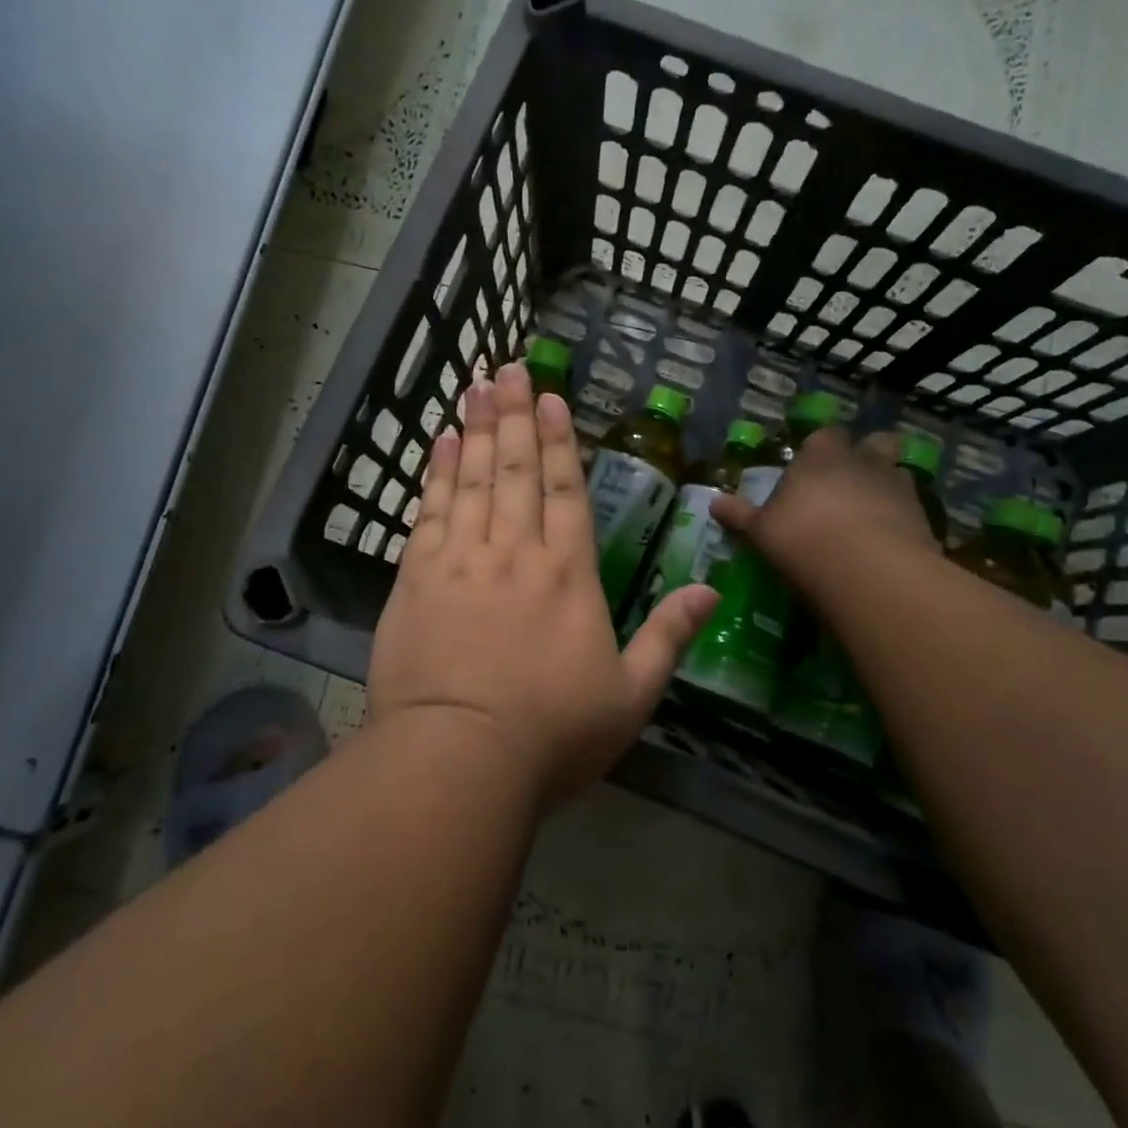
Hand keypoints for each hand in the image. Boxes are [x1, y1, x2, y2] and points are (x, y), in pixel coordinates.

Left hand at [368, 363, 718, 804]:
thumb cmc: (552, 733)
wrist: (459, 760)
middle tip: (508, 368)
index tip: (549, 397)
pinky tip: (439, 443)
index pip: (564, 490)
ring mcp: (461, 560)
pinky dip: (435, 474)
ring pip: (470, 478)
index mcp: (567, 573)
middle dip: (512, 414)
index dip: (556, 440)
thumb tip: (710, 590)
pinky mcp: (417, 578)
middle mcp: (515, 551)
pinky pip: (429, 512)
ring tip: (475, 386)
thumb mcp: (631, 695)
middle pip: (514, 469)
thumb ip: (669, 637)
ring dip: (474, 429)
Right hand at [711, 428, 939, 594]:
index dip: (820, 447)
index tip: (812, 463)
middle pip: (876, 443)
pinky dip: (904, 519)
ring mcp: (898, 487)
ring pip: (899, 473)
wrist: (867, 570)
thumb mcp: (760, 531)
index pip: (824, 435)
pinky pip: (914, 509)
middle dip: (869, 454)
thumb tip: (713, 502)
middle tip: (854, 478)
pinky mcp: (924, 518)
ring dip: (889, 485)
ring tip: (876, 510)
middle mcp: (863, 462)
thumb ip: (740, 515)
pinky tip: (891, 540)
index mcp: (821, 457)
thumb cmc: (802, 539)